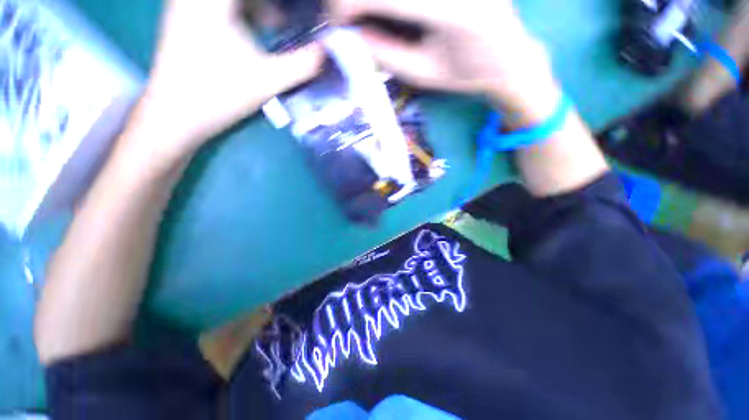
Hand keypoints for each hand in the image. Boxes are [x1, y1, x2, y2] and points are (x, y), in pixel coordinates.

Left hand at [129, 0, 323, 167]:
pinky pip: (223, 4)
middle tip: (297, 13)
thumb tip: (326, 52)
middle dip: (275, 4)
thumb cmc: (219, 95)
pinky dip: (248, 8)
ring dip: (261, 6)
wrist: (175, 114)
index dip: (282, 3)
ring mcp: (189, 3)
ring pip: (235, 1)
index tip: (304, 8)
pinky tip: (265, 24)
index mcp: (215, 0)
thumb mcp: (268, 80)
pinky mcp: (188, 16)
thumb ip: (302, 65)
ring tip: (283, 21)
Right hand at [330, 0, 559, 121]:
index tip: (334, 21)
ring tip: (362, 13)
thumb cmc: (466, 74)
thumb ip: (386, 54)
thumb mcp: (423, 74)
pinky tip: (387, 11)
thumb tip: (350, 34)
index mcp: (451, 12)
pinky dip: (391, 2)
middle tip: (344, 15)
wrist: (509, 57)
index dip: (348, 3)